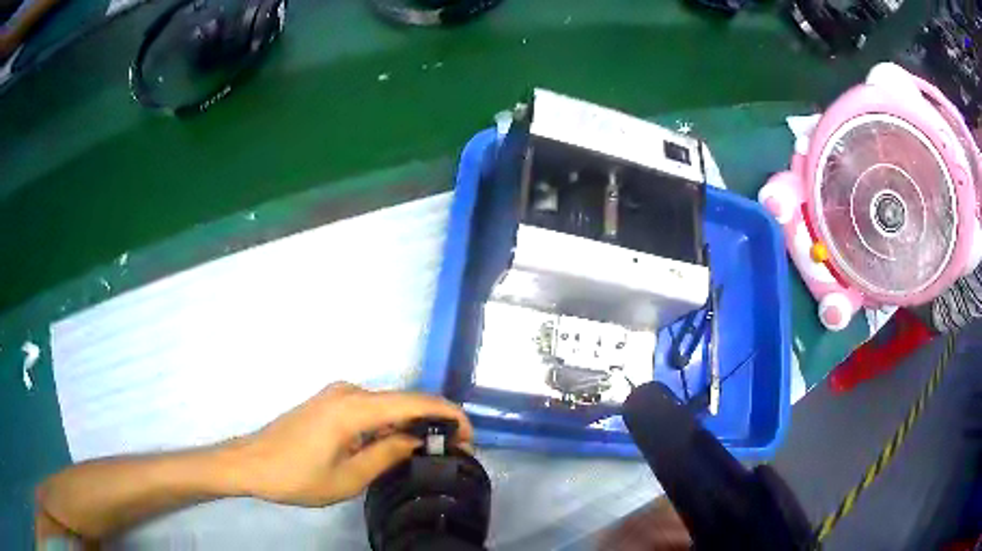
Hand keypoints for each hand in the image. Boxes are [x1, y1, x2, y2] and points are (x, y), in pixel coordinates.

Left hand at [230, 382, 472, 506]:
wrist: (251, 463)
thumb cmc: (297, 475)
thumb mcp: (348, 477)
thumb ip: (387, 454)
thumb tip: (418, 441)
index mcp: (354, 408)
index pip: (414, 402)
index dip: (448, 415)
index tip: (469, 436)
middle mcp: (349, 391)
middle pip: (403, 400)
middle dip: (433, 421)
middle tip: (454, 450)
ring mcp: (337, 394)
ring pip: (387, 405)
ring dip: (411, 424)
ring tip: (431, 451)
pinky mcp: (329, 402)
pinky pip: (370, 408)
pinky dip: (390, 423)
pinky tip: (396, 444)